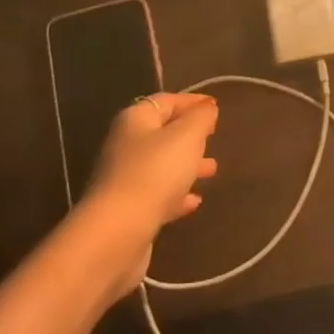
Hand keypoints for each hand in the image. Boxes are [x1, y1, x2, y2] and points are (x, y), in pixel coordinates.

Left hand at [82, 92, 219, 289]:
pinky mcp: (129, 210)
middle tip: (214, 138)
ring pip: (162, 165)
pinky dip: (177, 194)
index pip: (166, 101)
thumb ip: (200, 118)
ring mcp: (125, 179)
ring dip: (186, 165)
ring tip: (212, 170)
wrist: (118, 232)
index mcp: (135, 120)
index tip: (215, 107)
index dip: (191, 101)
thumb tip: (207, 107)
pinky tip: (195, 202)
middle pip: (162, 133)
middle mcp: (126, 145)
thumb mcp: (187, 136)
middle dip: (190, 135)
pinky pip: (158, 195)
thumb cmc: (155, 172)